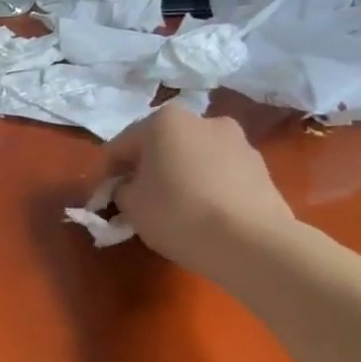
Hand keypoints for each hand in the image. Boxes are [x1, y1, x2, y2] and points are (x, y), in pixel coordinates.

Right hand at [102, 106, 295, 279]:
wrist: (250, 241)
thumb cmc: (177, 213)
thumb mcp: (130, 204)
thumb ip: (121, 189)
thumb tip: (129, 187)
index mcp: (164, 121)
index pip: (120, 146)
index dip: (106, 174)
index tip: (100, 199)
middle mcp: (202, 119)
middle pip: (160, 145)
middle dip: (145, 169)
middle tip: (135, 199)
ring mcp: (237, 140)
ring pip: (192, 156)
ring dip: (177, 174)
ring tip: (172, 207)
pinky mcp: (259, 166)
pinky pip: (218, 172)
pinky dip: (204, 185)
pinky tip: (201, 212)